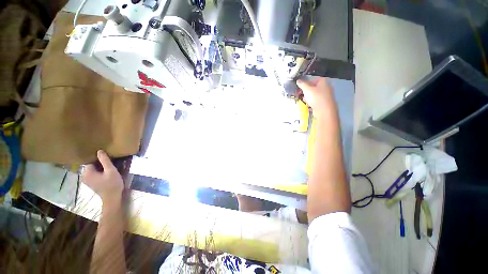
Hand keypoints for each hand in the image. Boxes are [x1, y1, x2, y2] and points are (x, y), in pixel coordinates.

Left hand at [82, 150, 123, 203]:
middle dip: (99, 162)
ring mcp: (86, 180)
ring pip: (93, 169)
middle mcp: (84, 176)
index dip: (99, 158)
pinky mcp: (91, 183)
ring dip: (100, 167)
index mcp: (87, 172)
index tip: (107, 157)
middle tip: (110, 161)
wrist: (112, 198)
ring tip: (109, 166)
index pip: (91, 160)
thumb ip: (105, 161)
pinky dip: (99, 171)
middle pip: (91, 164)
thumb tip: (99, 150)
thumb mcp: (111, 171)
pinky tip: (106, 172)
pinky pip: (94, 173)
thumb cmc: (112, 184)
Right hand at [297, 77, 336, 118]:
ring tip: (304, 99)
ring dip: (308, 96)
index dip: (307, 82)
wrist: (325, 110)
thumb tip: (298, 80)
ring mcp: (326, 95)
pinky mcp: (324, 103)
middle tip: (301, 93)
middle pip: (314, 87)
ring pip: (315, 94)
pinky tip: (308, 104)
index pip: (314, 79)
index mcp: (323, 82)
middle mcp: (326, 87)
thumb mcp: (307, 89)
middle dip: (307, 90)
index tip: (301, 86)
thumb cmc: (316, 97)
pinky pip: (316, 100)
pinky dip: (312, 101)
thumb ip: (302, 84)